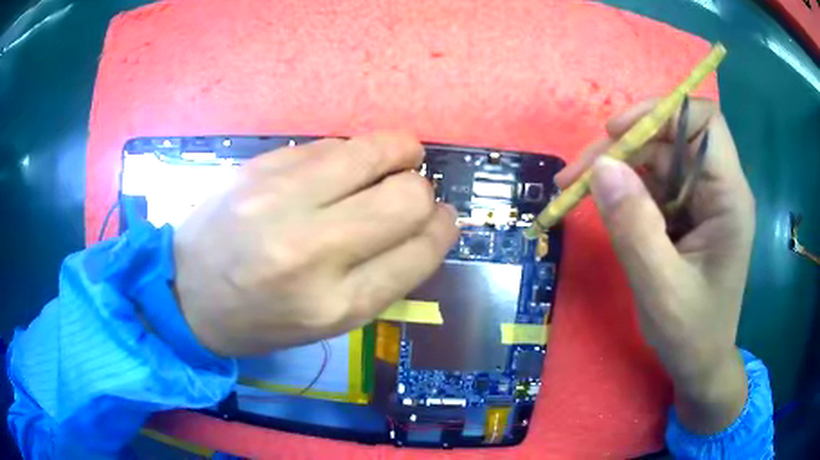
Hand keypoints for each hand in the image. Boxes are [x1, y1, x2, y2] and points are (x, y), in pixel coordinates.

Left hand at [173, 134, 458, 356]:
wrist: (184, 292)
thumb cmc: (260, 319)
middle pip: (408, 195)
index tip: (441, 218)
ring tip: (392, 162)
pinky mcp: (261, 165)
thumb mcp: (329, 321)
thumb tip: (425, 223)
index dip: (442, 228)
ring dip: (400, 152)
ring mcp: (281, 199)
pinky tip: (339, 169)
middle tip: (411, 193)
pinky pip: (333, 143)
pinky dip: (351, 153)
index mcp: (337, 304)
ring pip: (376, 151)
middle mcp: (313, 250)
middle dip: (423, 191)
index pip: (420, 250)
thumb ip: (384, 275)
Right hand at [556, 98, 755, 433]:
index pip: (705, 123)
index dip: (662, 113)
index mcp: (729, 198)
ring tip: (574, 191)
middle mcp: (718, 188)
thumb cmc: (691, 334)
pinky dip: (623, 188)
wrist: (700, 363)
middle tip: (575, 176)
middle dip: (623, 147)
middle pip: (671, 137)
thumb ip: (634, 228)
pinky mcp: (686, 213)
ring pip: (657, 157)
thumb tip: (602, 167)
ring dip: (616, 167)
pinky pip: (653, 183)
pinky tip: (601, 205)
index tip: (617, 134)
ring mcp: (702, 200)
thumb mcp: (660, 289)